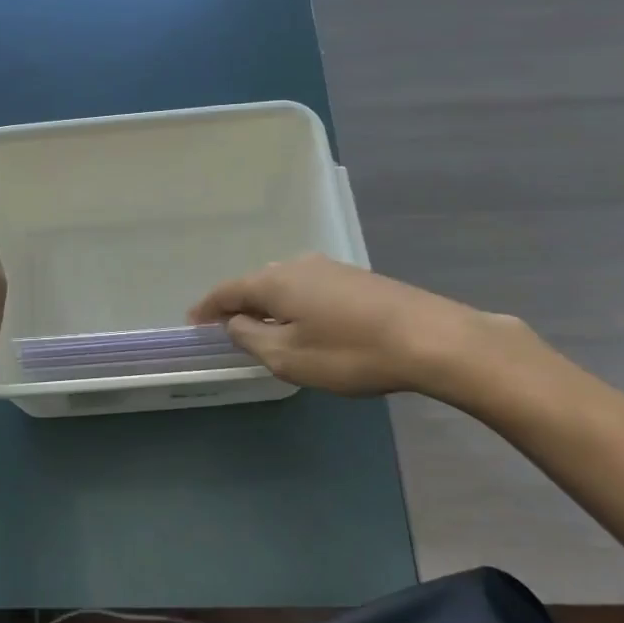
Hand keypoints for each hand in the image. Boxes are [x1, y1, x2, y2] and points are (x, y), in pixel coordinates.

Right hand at [188, 253, 518, 400]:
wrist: (432, 339)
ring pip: (285, 286)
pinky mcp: (357, 279)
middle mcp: (298, 265)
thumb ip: (251, 338)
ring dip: (270, 307)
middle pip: (256, 284)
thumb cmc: (350, 352)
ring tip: (267, 332)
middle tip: (228, 332)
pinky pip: (310, 290)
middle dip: (239, 307)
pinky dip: (296, 306)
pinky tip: (308, 326)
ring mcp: (330, 268)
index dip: (206, 308)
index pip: (227, 291)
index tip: (192, 323)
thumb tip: (235, 322)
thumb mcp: (288, 357)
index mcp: (274, 281)